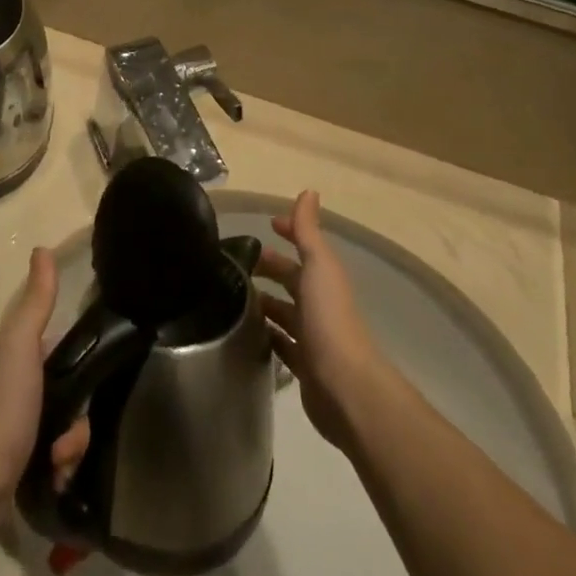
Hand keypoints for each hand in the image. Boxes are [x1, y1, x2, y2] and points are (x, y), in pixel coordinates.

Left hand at [0, 249, 89, 530]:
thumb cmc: (4, 402)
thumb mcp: (22, 342)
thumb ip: (37, 301)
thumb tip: (42, 248)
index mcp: (17, 363)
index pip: (59, 353)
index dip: (79, 362)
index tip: (94, 373)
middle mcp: (18, 397)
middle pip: (70, 400)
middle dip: (78, 419)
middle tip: (70, 432)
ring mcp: (21, 437)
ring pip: (69, 434)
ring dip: (72, 447)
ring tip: (59, 460)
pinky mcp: (25, 475)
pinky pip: (61, 468)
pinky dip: (63, 473)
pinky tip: (55, 479)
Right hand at [255, 191, 385, 450]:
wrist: (345, 385)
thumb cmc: (329, 317)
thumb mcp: (318, 265)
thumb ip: (308, 231)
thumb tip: (309, 190)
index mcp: (324, 277)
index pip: (304, 247)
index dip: (289, 233)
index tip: (265, 226)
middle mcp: (319, 302)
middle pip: (292, 279)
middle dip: (270, 268)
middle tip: (234, 263)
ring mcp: (312, 335)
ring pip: (284, 311)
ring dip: (264, 301)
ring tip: (230, 295)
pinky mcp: (303, 364)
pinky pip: (280, 343)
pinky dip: (266, 334)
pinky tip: (244, 331)